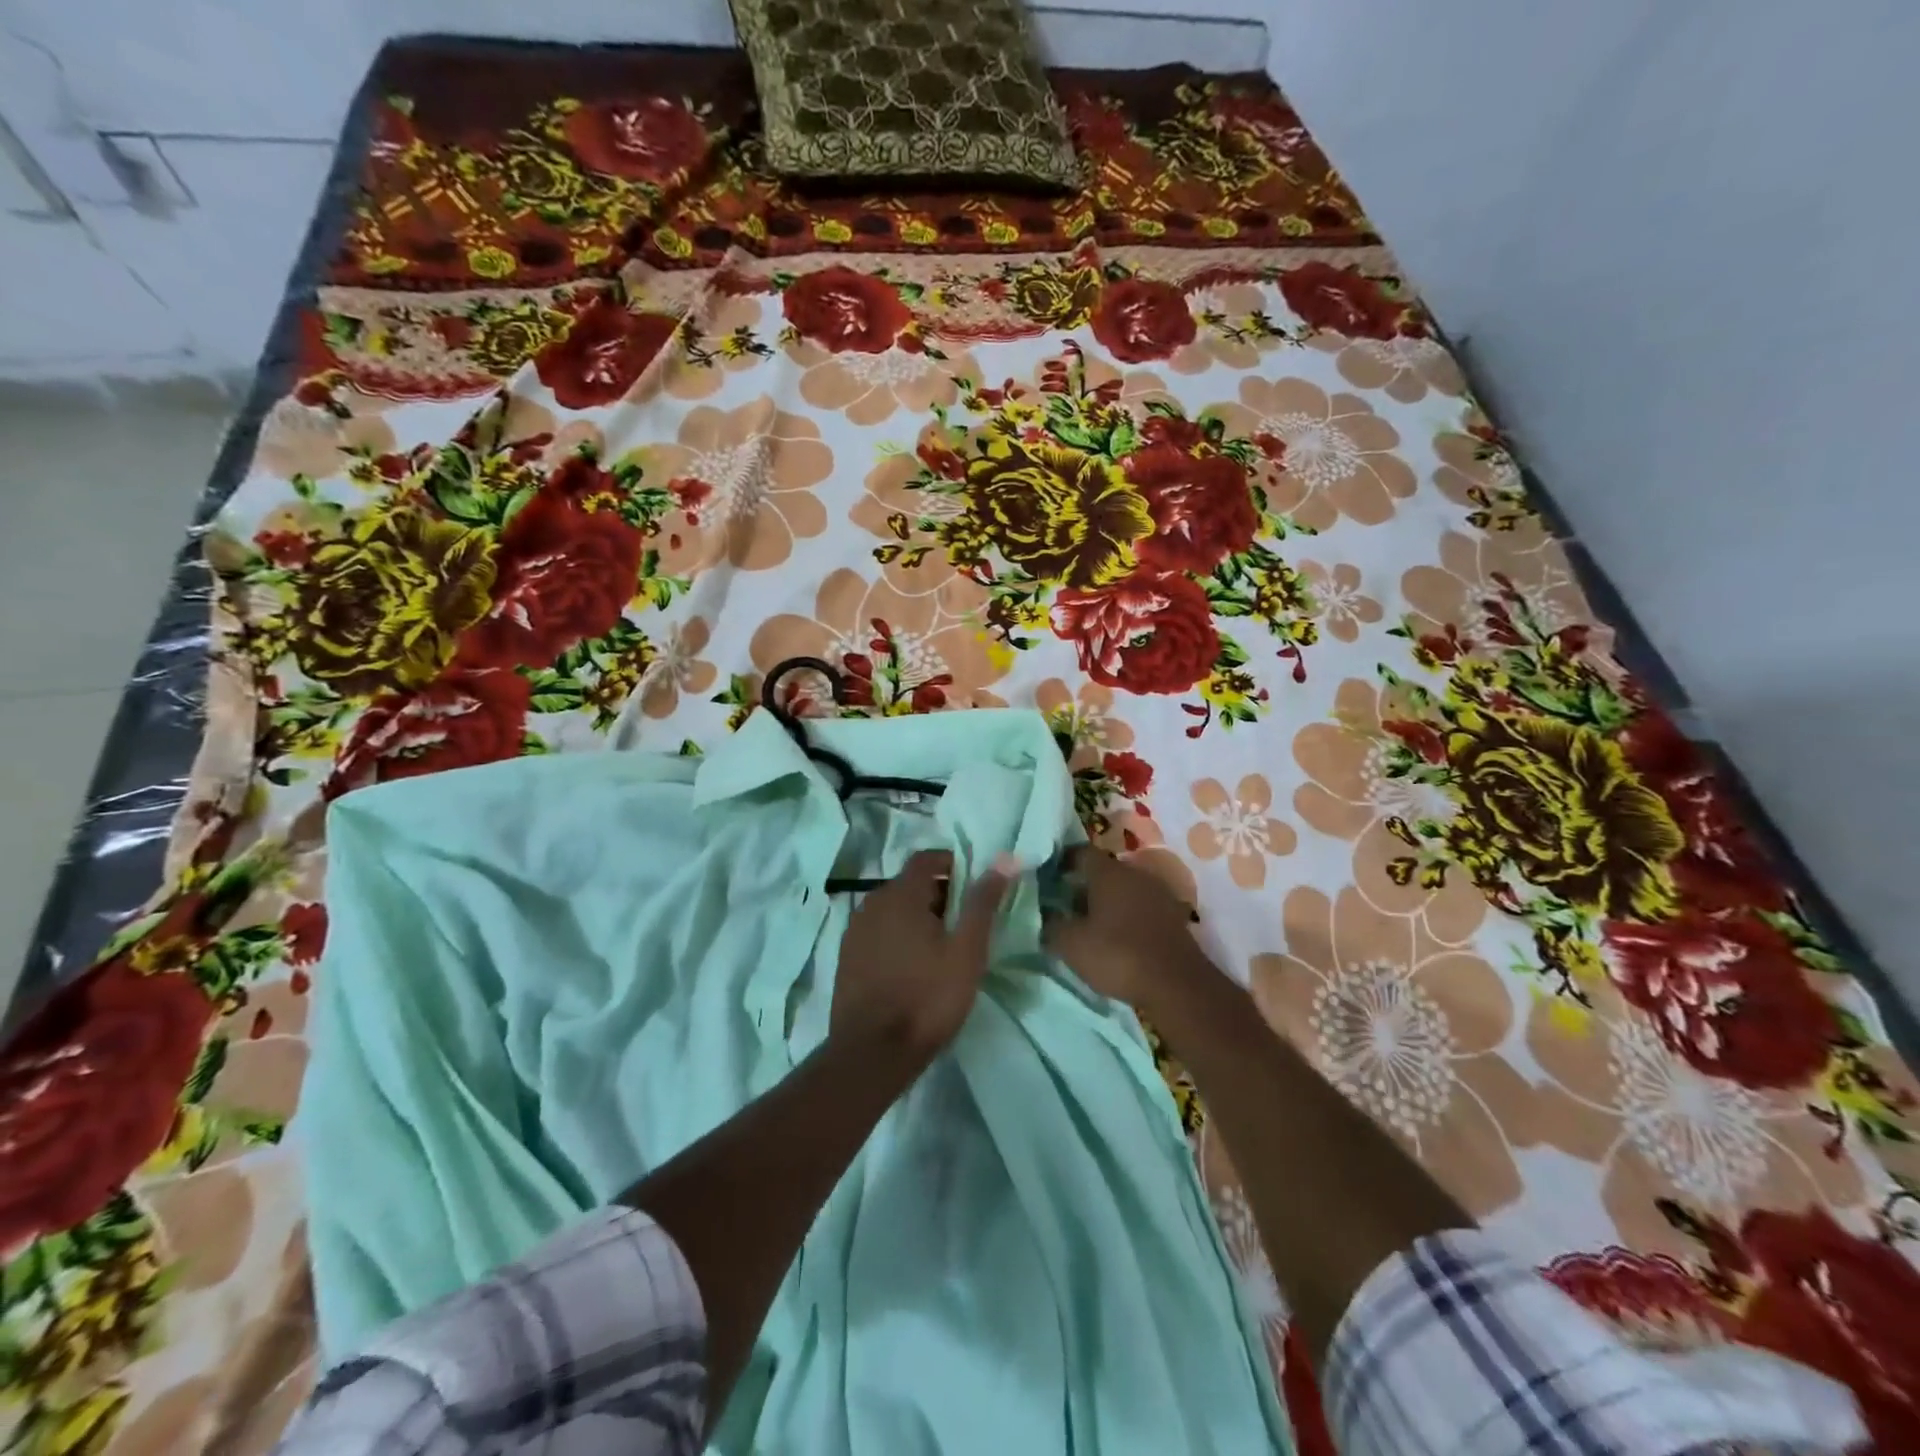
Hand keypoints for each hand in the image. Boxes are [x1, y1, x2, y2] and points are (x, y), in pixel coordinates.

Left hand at [831, 850, 1011, 1060]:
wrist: (872, 1053)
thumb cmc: (927, 997)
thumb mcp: (967, 950)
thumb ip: (983, 902)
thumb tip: (1005, 858)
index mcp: (900, 894)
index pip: (927, 859)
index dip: (954, 865)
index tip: (976, 888)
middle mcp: (872, 903)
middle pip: (910, 884)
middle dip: (939, 894)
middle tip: (966, 924)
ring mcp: (855, 930)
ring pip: (893, 909)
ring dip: (918, 917)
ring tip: (943, 948)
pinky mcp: (847, 957)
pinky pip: (879, 931)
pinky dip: (898, 936)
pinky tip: (913, 966)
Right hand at [1042, 848, 1205, 1012]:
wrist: (1177, 985)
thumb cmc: (1117, 955)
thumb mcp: (1071, 944)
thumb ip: (1052, 925)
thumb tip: (1046, 915)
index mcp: (1109, 872)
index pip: (1081, 852)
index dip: (1062, 862)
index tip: (1048, 878)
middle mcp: (1136, 874)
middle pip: (1104, 871)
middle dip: (1083, 885)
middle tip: (1065, 906)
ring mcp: (1159, 894)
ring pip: (1124, 890)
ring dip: (1107, 902)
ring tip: (1089, 925)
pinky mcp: (1173, 917)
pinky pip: (1141, 907)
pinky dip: (1126, 917)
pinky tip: (1117, 937)